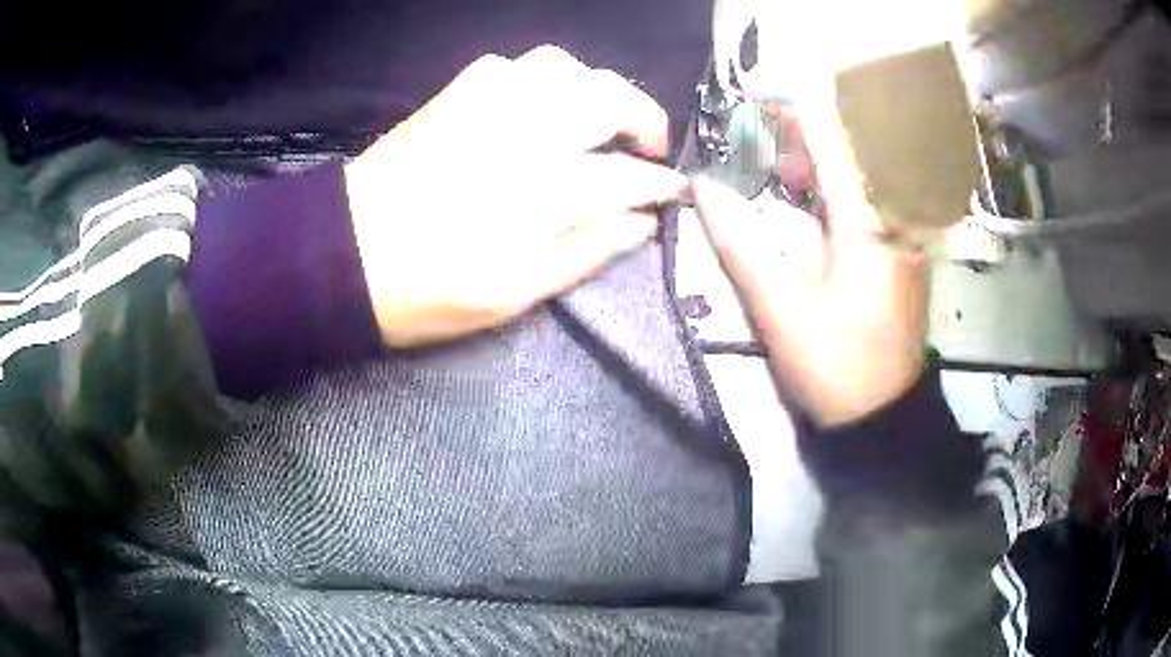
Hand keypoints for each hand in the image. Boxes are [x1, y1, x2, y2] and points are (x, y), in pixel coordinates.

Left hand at [345, 46, 685, 347]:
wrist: (343, 255)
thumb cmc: (428, 289)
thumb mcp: (515, 293)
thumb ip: (587, 251)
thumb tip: (641, 224)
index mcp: (541, 191)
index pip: (628, 176)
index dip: (661, 184)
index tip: (677, 192)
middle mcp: (522, 130)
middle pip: (608, 97)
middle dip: (644, 117)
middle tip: (649, 148)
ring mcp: (484, 104)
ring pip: (563, 67)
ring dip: (595, 89)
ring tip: (598, 122)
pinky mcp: (453, 95)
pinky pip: (513, 66)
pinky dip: (542, 80)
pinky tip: (539, 107)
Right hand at [690, 117, 930, 427]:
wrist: (883, 415)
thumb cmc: (835, 365)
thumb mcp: (781, 310)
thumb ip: (742, 244)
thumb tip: (704, 189)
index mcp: (868, 224)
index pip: (832, 141)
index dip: (791, 112)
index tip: (755, 97)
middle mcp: (895, 217)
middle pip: (853, 147)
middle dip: (805, 132)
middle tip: (761, 135)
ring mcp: (905, 234)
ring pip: (863, 171)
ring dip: (821, 159)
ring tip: (777, 162)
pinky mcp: (903, 251)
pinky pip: (871, 197)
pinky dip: (838, 185)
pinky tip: (808, 197)